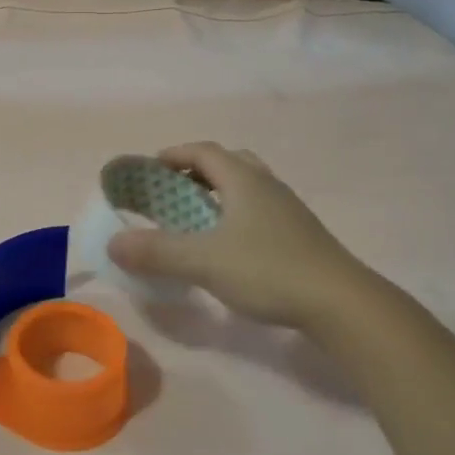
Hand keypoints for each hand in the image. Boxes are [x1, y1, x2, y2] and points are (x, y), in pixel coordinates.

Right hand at [107, 143, 378, 332]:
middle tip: (174, 191)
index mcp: (244, 179)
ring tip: (198, 219)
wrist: (341, 303)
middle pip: (228, 163)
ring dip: (219, 194)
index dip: (174, 154)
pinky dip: (236, 216)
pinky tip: (230, 247)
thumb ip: (157, 251)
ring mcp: (288, 210)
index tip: (150, 168)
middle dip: (197, 172)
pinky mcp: (300, 235)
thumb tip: (113, 243)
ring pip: (247, 188)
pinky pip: (260, 211)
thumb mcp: (204, 261)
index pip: (204, 151)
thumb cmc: (268, 270)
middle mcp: (267, 185)